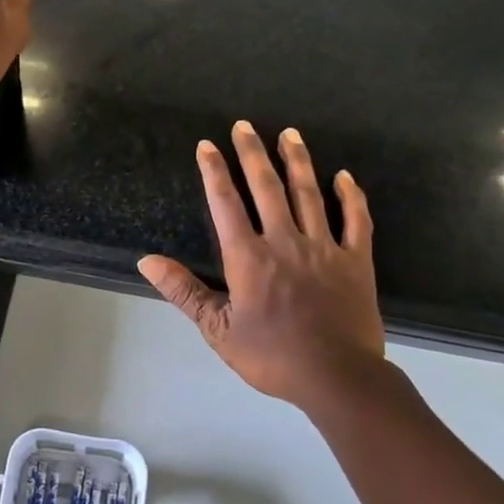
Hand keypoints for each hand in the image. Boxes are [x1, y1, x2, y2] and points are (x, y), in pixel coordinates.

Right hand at [139, 122, 385, 411]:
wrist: (337, 378)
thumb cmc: (272, 356)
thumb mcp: (217, 329)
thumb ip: (184, 291)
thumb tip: (147, 261)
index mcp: (249, 257)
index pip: (226, 203)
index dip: (214, 172)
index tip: (207, 145)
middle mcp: (285, 241)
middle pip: (266, 187)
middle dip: (252, 153)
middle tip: (244, 125)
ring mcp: (324, 248)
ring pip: (309, 194)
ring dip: (297, 161)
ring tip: (289, 134)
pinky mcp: (355, 260)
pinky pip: (356, 220)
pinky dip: (350, 196)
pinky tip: (344, 176)